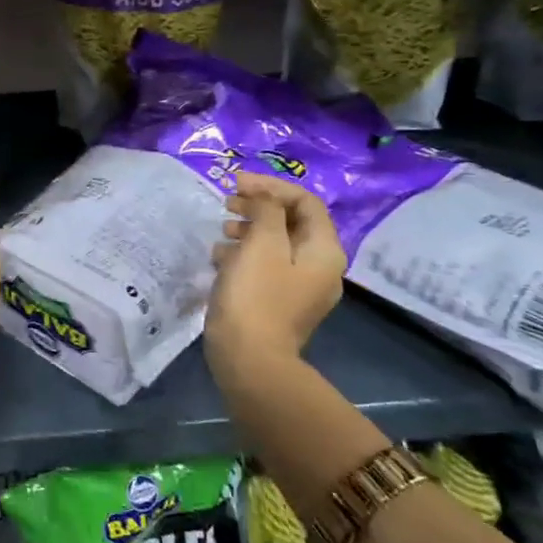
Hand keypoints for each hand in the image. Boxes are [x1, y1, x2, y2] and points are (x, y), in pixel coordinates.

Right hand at [203, 174, 345, 392]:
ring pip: (276, 242)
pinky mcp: (278, 301)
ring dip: (249, 227)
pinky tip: (220, 256)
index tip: (236, 183)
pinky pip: (265, 265)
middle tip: (227, 202)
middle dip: (259, 205)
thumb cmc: (256, 295)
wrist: (249, 359)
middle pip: (292, 221)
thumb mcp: (261, 244)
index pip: (305, 202)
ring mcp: (299, 286)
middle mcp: (319, 266)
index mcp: (323, 250)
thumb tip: (265, 196)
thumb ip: (266, 211)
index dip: (271, 186)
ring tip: (222, 229)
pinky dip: (244, 252)